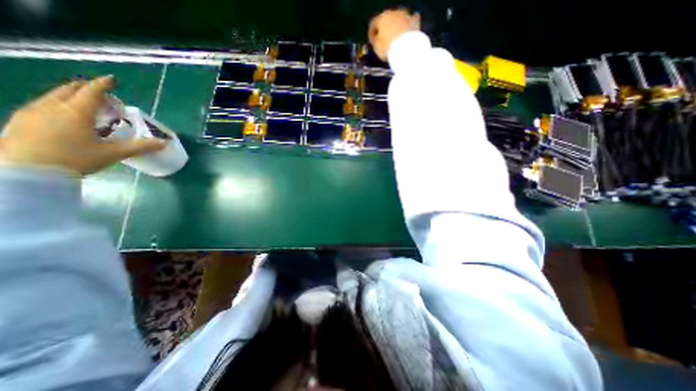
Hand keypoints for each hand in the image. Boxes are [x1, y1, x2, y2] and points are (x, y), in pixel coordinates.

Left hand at [1, 76, 164, 175]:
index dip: (103, 85)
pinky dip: (58, 104)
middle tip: (101, 94)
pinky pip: (42, 105)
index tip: (112, 79)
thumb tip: (164, 143)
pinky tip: (64, 116)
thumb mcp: (113, 154)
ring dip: (71, 96)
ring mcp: (32, 112)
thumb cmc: (75, 159)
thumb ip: (140, 147)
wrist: (27, 172)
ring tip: (85, 105)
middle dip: (86, 88)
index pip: (92, 92)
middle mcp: (52, 106)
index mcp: (76, 112)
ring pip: (53, 96)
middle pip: (69, 90)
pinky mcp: (20, 120)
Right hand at [367, 8, 421, 59]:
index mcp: (381, 18)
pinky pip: (411, 21)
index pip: (373, 24)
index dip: (371, 34)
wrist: (406, 49)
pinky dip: (409, 26)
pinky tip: (408, 31)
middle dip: (385, 29)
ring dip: (397, 26)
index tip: (372, 42)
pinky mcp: (415, 21)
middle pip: (387, 20)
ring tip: (396, 37)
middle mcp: (393, 13)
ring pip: (399, 19)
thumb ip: (375, 41)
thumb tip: (376, 39)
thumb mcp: (376, 47)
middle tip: (384, 39)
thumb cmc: (387, 48)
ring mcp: (405, 15)